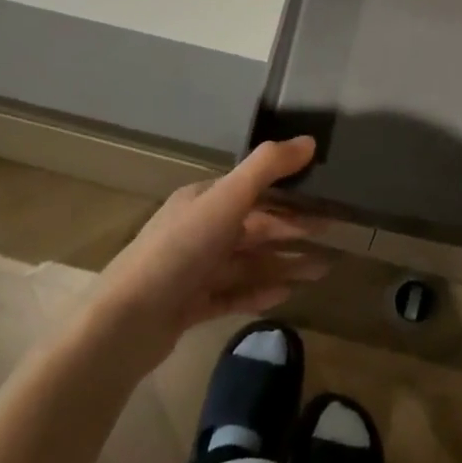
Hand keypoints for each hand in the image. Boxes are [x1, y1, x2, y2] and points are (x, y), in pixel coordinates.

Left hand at [89, 137, 326, 372]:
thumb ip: (267, 168)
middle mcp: (199, 230)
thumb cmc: (180, 250)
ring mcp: (194, 270)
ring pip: (248, 262)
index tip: (324, 201)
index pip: (253, 192)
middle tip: (333, 235)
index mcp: (203, 200)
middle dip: (293, 231)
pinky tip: (287, 295)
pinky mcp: (191, 306)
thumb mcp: (226, 200)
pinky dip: (260, 292)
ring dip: (284, 263)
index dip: (289, 195)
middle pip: (254, 227)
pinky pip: (234, 294)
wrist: (128, 322)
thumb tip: (309, 141)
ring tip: (322, 271)